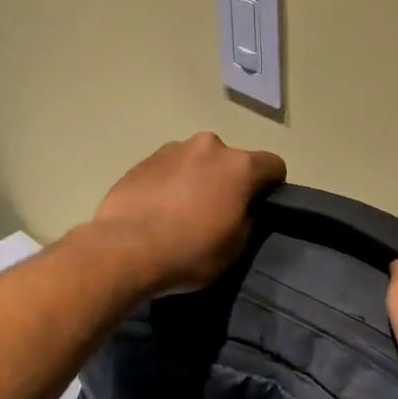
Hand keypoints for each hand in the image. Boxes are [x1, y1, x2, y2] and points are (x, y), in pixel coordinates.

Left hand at [86, 133, 287, 295]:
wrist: (123, 250)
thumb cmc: (189, 252)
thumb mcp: (235, 247)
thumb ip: (248, 218)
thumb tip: (245, 208)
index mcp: (239, 166)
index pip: (274, 165)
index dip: (272, 186)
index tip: (259, 207)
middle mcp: (209, 146)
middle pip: (232, 160)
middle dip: (229, 180)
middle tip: (217, 212)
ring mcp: (173, 149)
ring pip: (198, 161)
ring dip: (198, 178)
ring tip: (182, 211)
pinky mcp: (143, 159)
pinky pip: (169, 168)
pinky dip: (170, 183)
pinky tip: (158, 210)